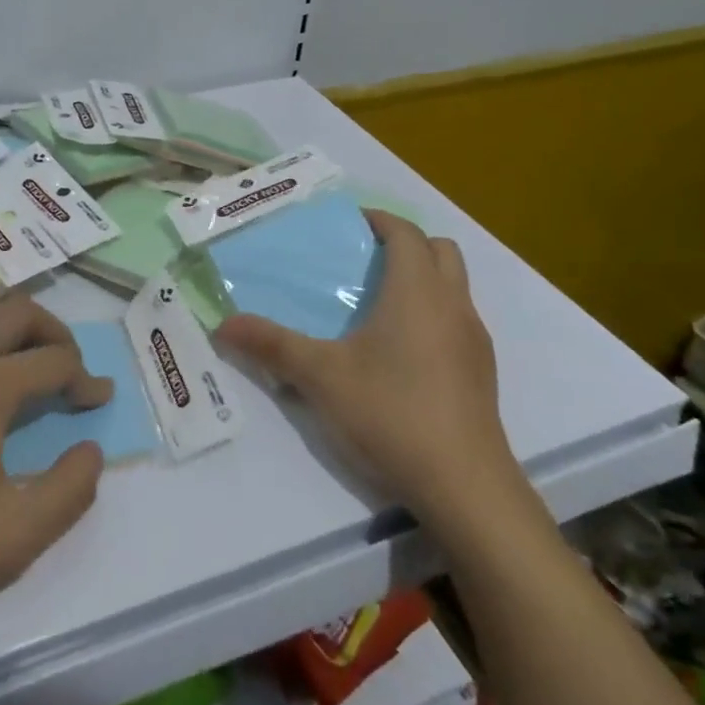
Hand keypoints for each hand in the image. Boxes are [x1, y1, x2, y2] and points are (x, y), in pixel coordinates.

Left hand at [0, 290, 111, 645]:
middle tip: (67, 365)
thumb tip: (89, 449)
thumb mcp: (15, 537)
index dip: (86, 378)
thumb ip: (71, 490)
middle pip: (17, 311)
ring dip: (2, 318)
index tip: (98, 400)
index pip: (55, 360)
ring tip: (14, 353)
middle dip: (54, 332)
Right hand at [218, 211, 525, 543]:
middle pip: (439, 251)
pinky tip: (400, 353)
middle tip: (364, 259)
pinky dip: (432, 314)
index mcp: (417, 291)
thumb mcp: (319, 376)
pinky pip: (457, 321)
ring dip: (422, 279)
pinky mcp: (481, 372)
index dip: (379, 220)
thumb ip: (271, 345)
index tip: (349, 222)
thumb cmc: (390, 412)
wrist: (463, 484)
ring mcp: (474, 340)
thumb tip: (223, 324)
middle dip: (405, 244)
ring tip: (377, 304)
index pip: (406, 233)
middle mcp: (453, 305)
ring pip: (454, 286)